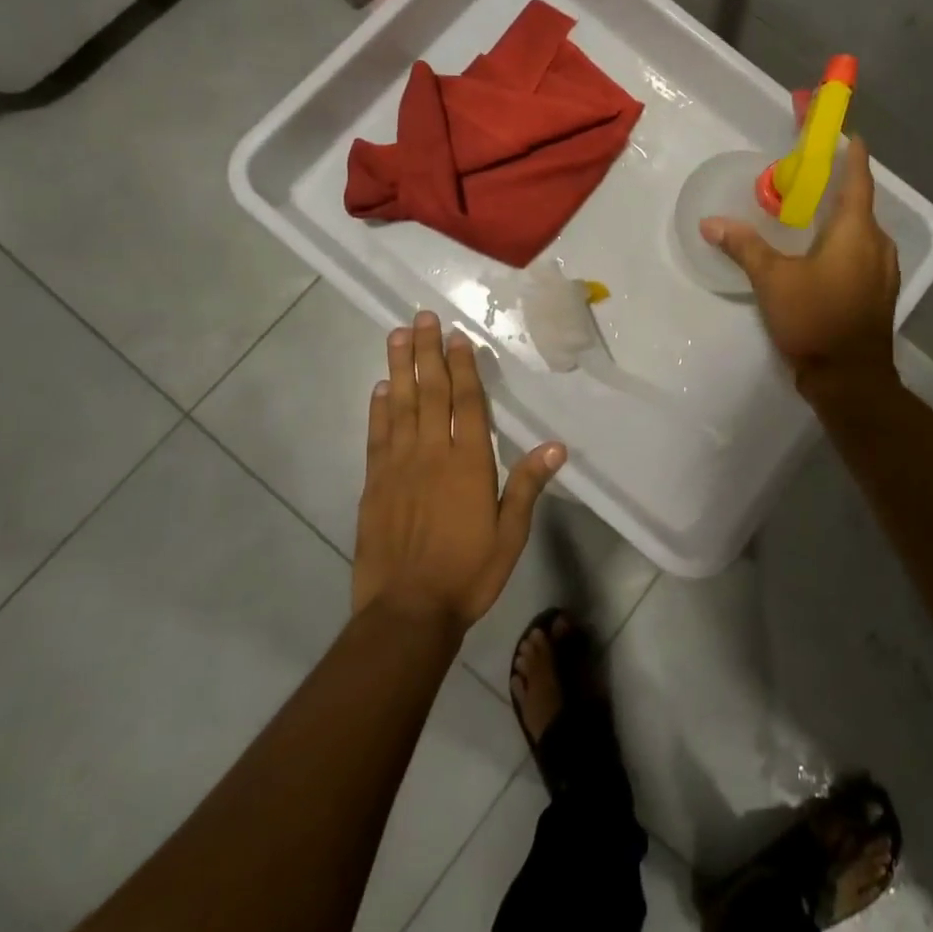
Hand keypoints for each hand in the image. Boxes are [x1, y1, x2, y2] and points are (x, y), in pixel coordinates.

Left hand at [353, 312, 565, 629]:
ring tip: (398, 335)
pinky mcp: (374, 484)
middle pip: (430, 392)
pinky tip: (380, 388)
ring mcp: (398, 466)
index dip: (462, 367)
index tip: (457, 336)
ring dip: (399, 368)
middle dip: (428, 352)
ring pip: (399, 405)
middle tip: (422, 318)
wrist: (407, 613)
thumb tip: (558, 446)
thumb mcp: (510, 535)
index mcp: (469, 463)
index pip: (467, 403)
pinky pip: (377, 436)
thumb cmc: (467, 574)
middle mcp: (432, 454)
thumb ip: (528, 486)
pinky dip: (378, 408)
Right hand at [701, 136, 900, 386]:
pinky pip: (862, 252)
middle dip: (837, 186)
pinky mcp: (878, 292)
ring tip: (809, 213)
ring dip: (839, 217)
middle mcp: (878, 243)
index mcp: (858, 231)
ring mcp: (883, 270)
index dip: (852, 154)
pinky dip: (843, 242)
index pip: (858, 178)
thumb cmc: (815, 319)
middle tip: (806, 177)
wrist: (850, 379)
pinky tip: (819, 252)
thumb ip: (744, 246)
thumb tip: (711, 223)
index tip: (846, 134)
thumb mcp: (772, 279)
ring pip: (861, 231)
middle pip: (860, 203)